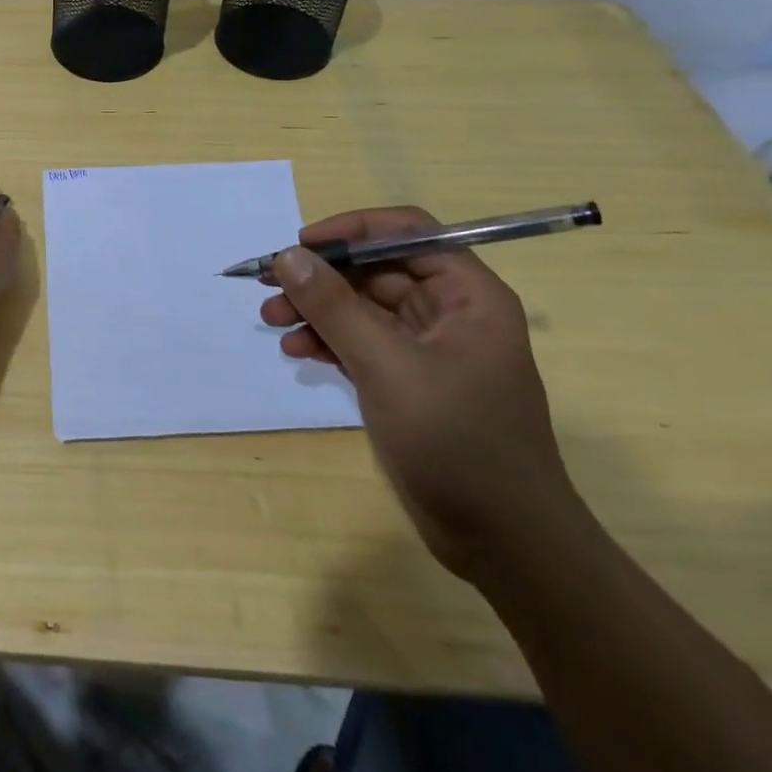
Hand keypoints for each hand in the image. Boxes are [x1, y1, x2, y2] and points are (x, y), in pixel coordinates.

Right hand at [261, 206, 581, 579]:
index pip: (407, 233)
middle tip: (269, 284)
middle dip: (322, 276)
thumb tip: (287, 256)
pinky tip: (297, 351)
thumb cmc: (457, 442)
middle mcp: (449, 312)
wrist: (502, 541)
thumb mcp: (387, 366)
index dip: (352, 230)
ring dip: (317, 309)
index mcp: (467, 295)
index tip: (301, 244)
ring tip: (272, 320)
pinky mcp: (408, 380)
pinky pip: (360, 342)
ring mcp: (427, 348)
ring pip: (362, 306)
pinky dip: (328, 341)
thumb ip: (334, 307)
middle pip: (376, 269)